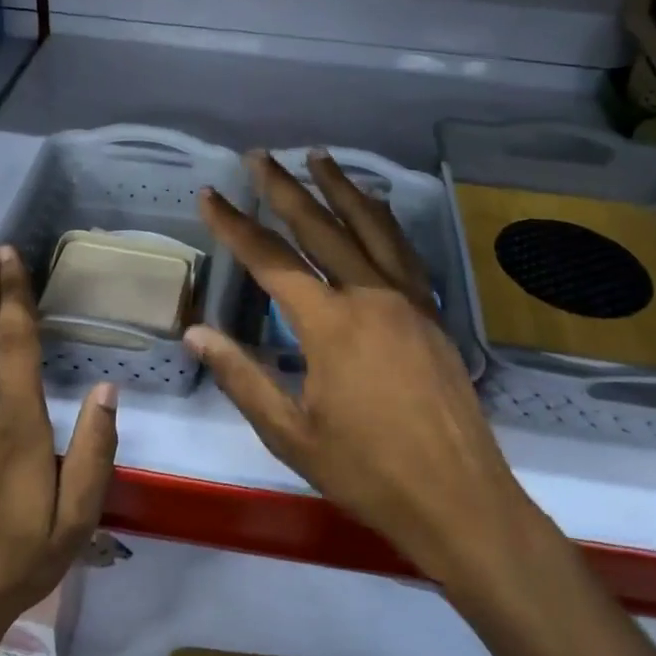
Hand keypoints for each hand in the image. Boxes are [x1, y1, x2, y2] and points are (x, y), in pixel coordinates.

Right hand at [189, 152, 538, 599]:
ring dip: (341, 189)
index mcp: (331, 324)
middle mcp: (370, 296)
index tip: (209, 195)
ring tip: (319, 157)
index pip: (271, 260)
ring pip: (370, 228)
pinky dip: (383, 221)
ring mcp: (408, 301)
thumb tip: (196, 332)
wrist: (459, 500)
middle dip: (284, 188)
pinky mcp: (431, 314)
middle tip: (259, 155)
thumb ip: (242, 377)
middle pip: (321, 227)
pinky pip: (403, 252)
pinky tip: (375, 208)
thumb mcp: (291, 434)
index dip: (235, 225)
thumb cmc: (368, 473)